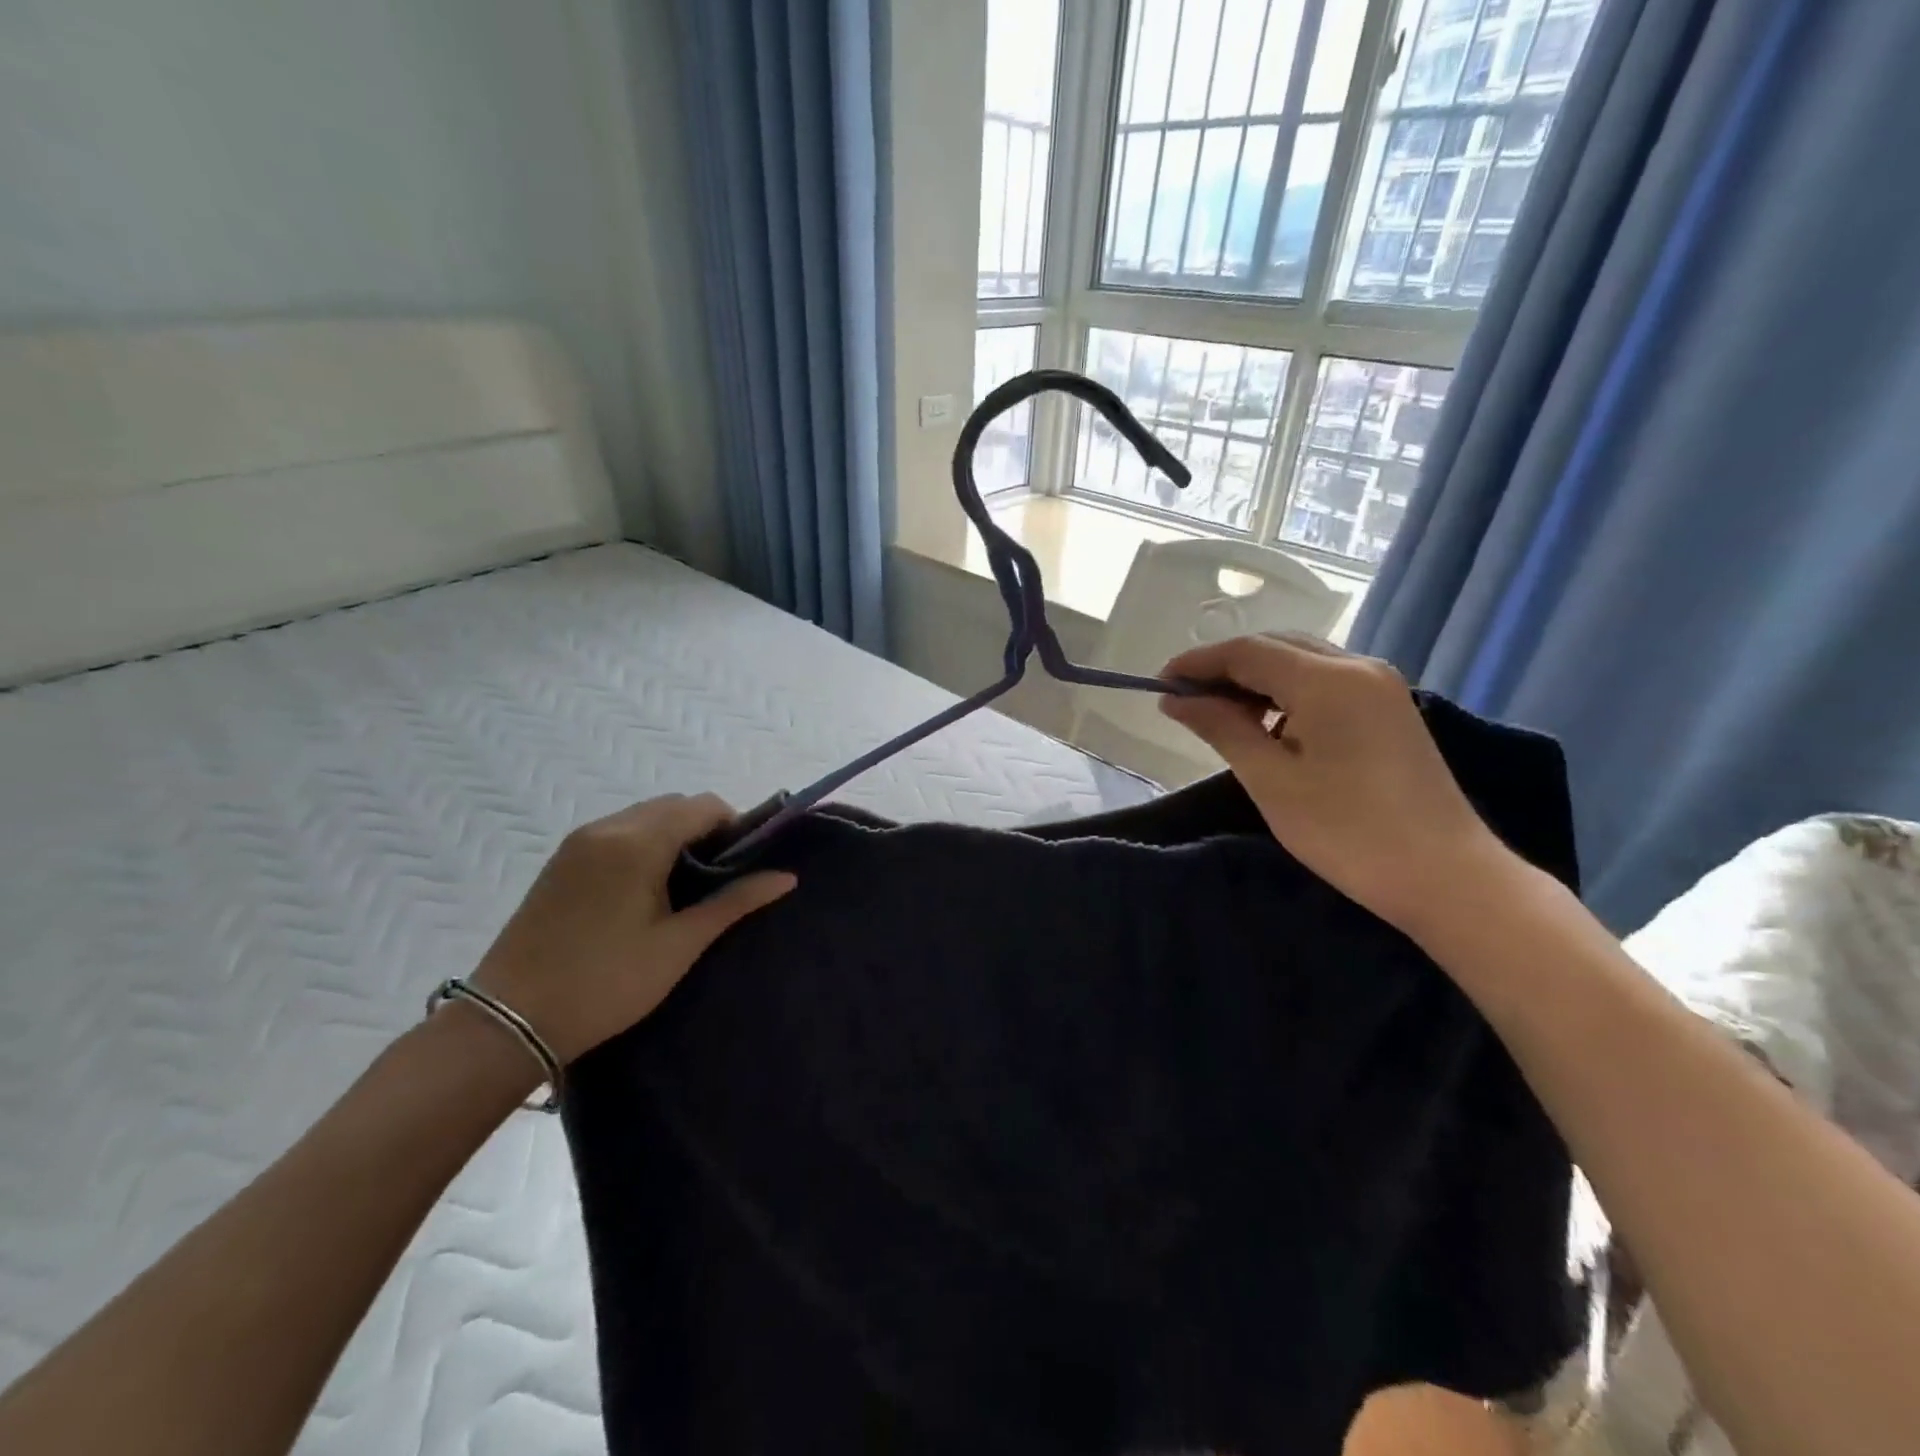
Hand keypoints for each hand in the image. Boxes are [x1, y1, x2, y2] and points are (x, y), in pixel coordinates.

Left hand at [470, 794, 794, 1062]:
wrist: (508, 1021)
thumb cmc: (606, 983)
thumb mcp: (679, 945)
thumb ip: (734, 902)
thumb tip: (787, 877)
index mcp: (638, 842)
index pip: (703, 806)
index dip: (734, 826)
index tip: (743, 866)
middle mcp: (607, 828)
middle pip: (673, 806)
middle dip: (704, 830)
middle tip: (717, 879)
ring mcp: (578, 842)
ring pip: (643, 816)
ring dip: (672, 836)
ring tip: (682, 888)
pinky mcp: (560, 861)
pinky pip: (616, 833)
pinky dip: (642, 844)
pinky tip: (644, 890)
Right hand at [1160, 634, 1512, 936]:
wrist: (1447, 877)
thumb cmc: (1347, 832)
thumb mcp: (1271, 780)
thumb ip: (1222, 728)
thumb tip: (1176, 699)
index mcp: (1327, 679)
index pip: (1246, 651)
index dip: (1197, 663)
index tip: (1158, 684)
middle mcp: (1358, 666)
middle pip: (1276, 647)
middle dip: (1225, 668)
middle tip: (1185, 701)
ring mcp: (1381, 685)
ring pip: (1302, 662)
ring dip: (1256, 680)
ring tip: (1221, 715)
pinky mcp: (1391, 708)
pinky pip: (1326, 681)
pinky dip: (1288, 693)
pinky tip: (1270, 725)